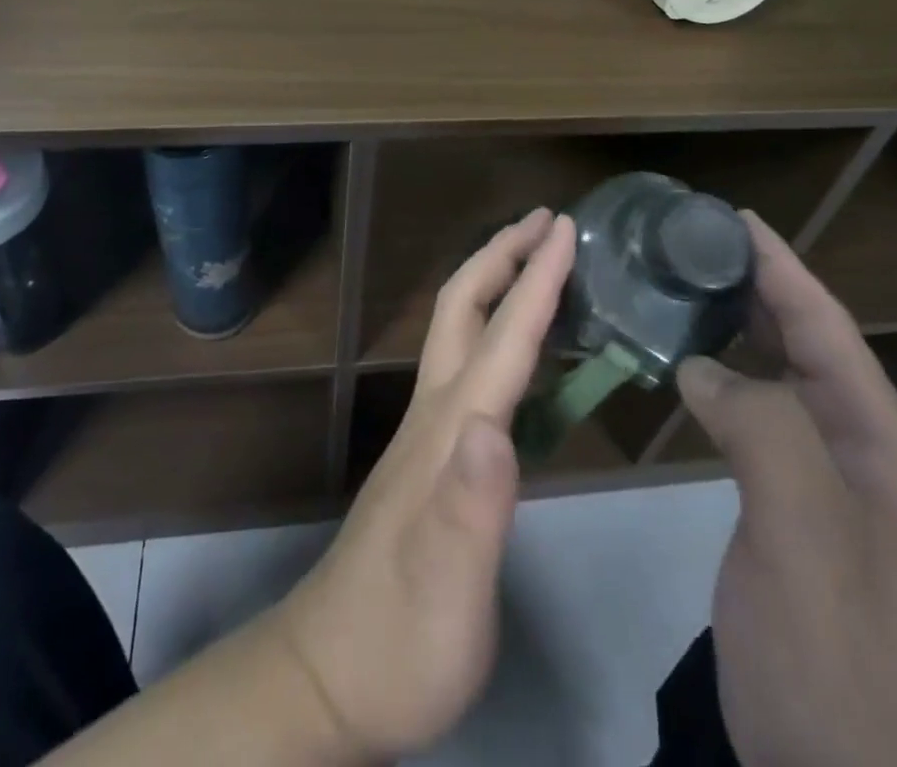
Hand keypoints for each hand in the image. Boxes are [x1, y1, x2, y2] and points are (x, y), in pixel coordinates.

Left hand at [270, 208, 574, 759]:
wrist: (331, 675)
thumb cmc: (401, 640)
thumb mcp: (447, 593)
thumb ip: (471, 511)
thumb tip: (494, 428)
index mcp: (450, 433)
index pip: (501, 339)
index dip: (536, 280)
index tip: (566, 229)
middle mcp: (436, 414)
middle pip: (464, 308)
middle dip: (504, 254)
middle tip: (549, 221)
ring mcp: (429, 431)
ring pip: (462, 330)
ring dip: (499, 281)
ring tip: (541, 260)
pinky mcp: (433, 454)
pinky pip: (470, 363)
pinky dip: (499, 327)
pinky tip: (522, 345)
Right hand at [677, 213, 896, 766]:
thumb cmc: (838, 660)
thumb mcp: (805, 536)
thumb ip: (762, 429)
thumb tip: (700, 364)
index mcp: (878, 444)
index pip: (826, 328)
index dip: (782, 266)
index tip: (731, 217)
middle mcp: (860, 453)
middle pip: (806, 344)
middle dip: (757, 286)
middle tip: (691, 245)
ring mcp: (827, 488)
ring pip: (780, 380)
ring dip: (738, 329)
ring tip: (682, 289)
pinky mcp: (791, 515)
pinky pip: (757, 421)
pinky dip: (723, 381)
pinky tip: (688, 371)